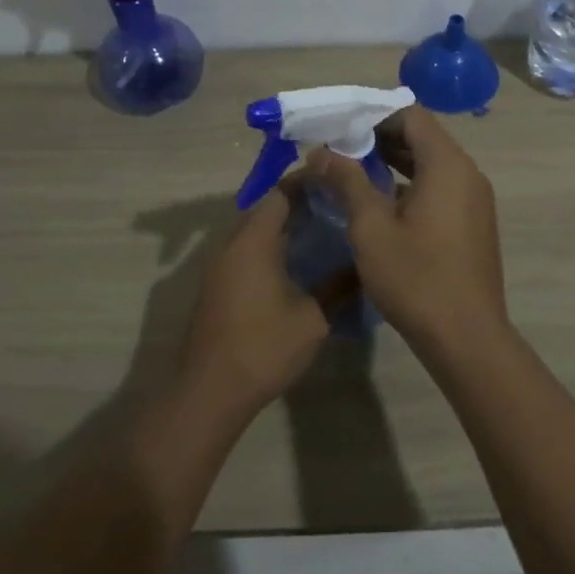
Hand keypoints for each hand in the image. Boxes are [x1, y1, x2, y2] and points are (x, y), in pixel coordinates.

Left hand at [177, 182, 329, 422]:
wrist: (210, 391)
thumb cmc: (263, 347)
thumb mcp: (313, 318)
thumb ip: (339, 286)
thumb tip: (365, 265)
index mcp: (253, 241)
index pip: (280, 193)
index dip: (307, 183)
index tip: (336, 182)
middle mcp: (231, 244)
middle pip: (266, 209)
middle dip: (299, 203)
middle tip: (336, 207)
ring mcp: (219, 266)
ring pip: (254, 231)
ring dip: (283, 227)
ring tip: (321, 231)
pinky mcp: (216, 286)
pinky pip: (245, 251)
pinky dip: (270, 247)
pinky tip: (295, 264)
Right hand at [305, 106, 510, 352]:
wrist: (466, 337)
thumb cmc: (416, 278)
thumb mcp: (371, 228)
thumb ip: (347, 182)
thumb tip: (321, 152)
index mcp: (447, 165)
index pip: (411, 116)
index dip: (374, 116)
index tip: (341, 128)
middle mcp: (468, 173)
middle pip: (423, 137)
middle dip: (381, 138)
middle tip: (340, 150)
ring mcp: (475, 200)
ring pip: (432, 164)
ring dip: (396, 163)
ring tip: (354, 173)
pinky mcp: (475, 223)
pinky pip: (442, 188)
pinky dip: (413, 185)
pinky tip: (383, 204)